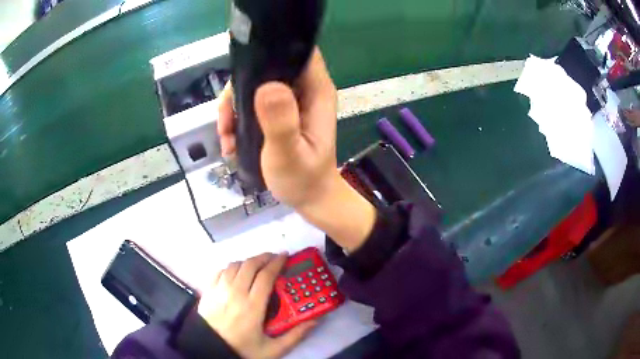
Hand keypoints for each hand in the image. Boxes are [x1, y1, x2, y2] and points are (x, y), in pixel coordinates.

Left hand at [198, 253, 315, 358]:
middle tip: (274, 258)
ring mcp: (219, 290)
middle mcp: (235, 293)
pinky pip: (220, 271)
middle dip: (264, 257)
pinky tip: (236, 273)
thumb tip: (314, 320)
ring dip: (248, 261)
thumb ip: (295, 335)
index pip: (266, 276)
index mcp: (252, 306)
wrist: (211, 350)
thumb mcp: (273, 349)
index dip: (277, 263)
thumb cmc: (242, 349)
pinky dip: (230, 268)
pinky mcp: (208, 291)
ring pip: (234, 265)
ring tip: (257, 265)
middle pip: (250, 265)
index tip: (285, 256)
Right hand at [218, 48, 338, 208]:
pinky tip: (229, 140)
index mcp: (315, 92)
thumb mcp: (289, 155)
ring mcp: (289, 101)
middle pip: (268, 67)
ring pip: (255, 86)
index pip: (299, 52)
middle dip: (240, 88)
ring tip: (225, 136)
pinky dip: (237, 118)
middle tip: (225, 118)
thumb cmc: (303, 180)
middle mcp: (304, 90)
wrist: (309, 199)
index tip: (243, 68)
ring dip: (234, 107)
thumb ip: (280, 122)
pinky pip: (252, 103)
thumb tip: (266, 86)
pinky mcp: (278, 113)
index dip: (272, 49)